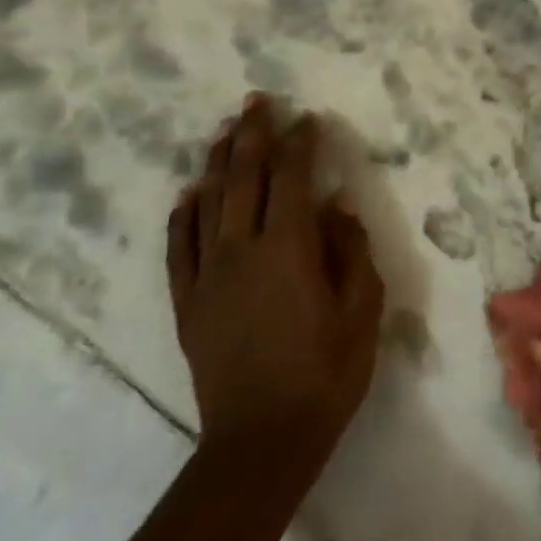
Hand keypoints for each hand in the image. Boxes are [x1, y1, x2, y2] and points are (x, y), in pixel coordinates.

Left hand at [168, 96, 384, 480]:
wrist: (262, 439)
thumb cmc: (326, 372)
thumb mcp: (361, 310)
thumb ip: (350, 251)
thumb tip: (336, 206)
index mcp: (288, 249)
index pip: (290, 179)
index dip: (298, 144)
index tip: (306, 118)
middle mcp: (240, 251)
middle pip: (242, 179)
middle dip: (251, 136)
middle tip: (256, 102)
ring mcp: (207, 276)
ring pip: (207, 204)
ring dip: (217, 163)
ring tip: (225, 133)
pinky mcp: (187, 303)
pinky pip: (179, 246)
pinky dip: (183, 214)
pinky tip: (189, 194)